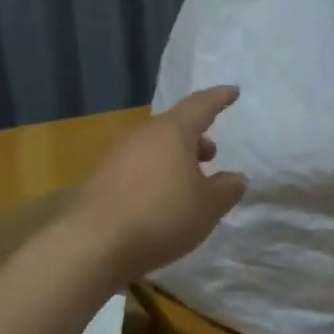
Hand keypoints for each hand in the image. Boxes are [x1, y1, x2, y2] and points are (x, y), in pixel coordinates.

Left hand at [72, 86, 247, 281]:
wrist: (96, 242)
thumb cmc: (162, 216)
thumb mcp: (208, 206)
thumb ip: (227, 189)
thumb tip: (236, 178)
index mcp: (172, 131)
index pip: (200, 105)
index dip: (219, 98)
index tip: (233, 91)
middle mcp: (143, 135)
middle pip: (174, 126)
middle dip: (195, 136)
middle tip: (211, 153)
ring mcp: (118, 155)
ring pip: (154, 146)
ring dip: (174, 157)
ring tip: (188, 180)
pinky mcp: (102, 179)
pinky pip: (137, 166)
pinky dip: (155, 174)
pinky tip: (160, 199)